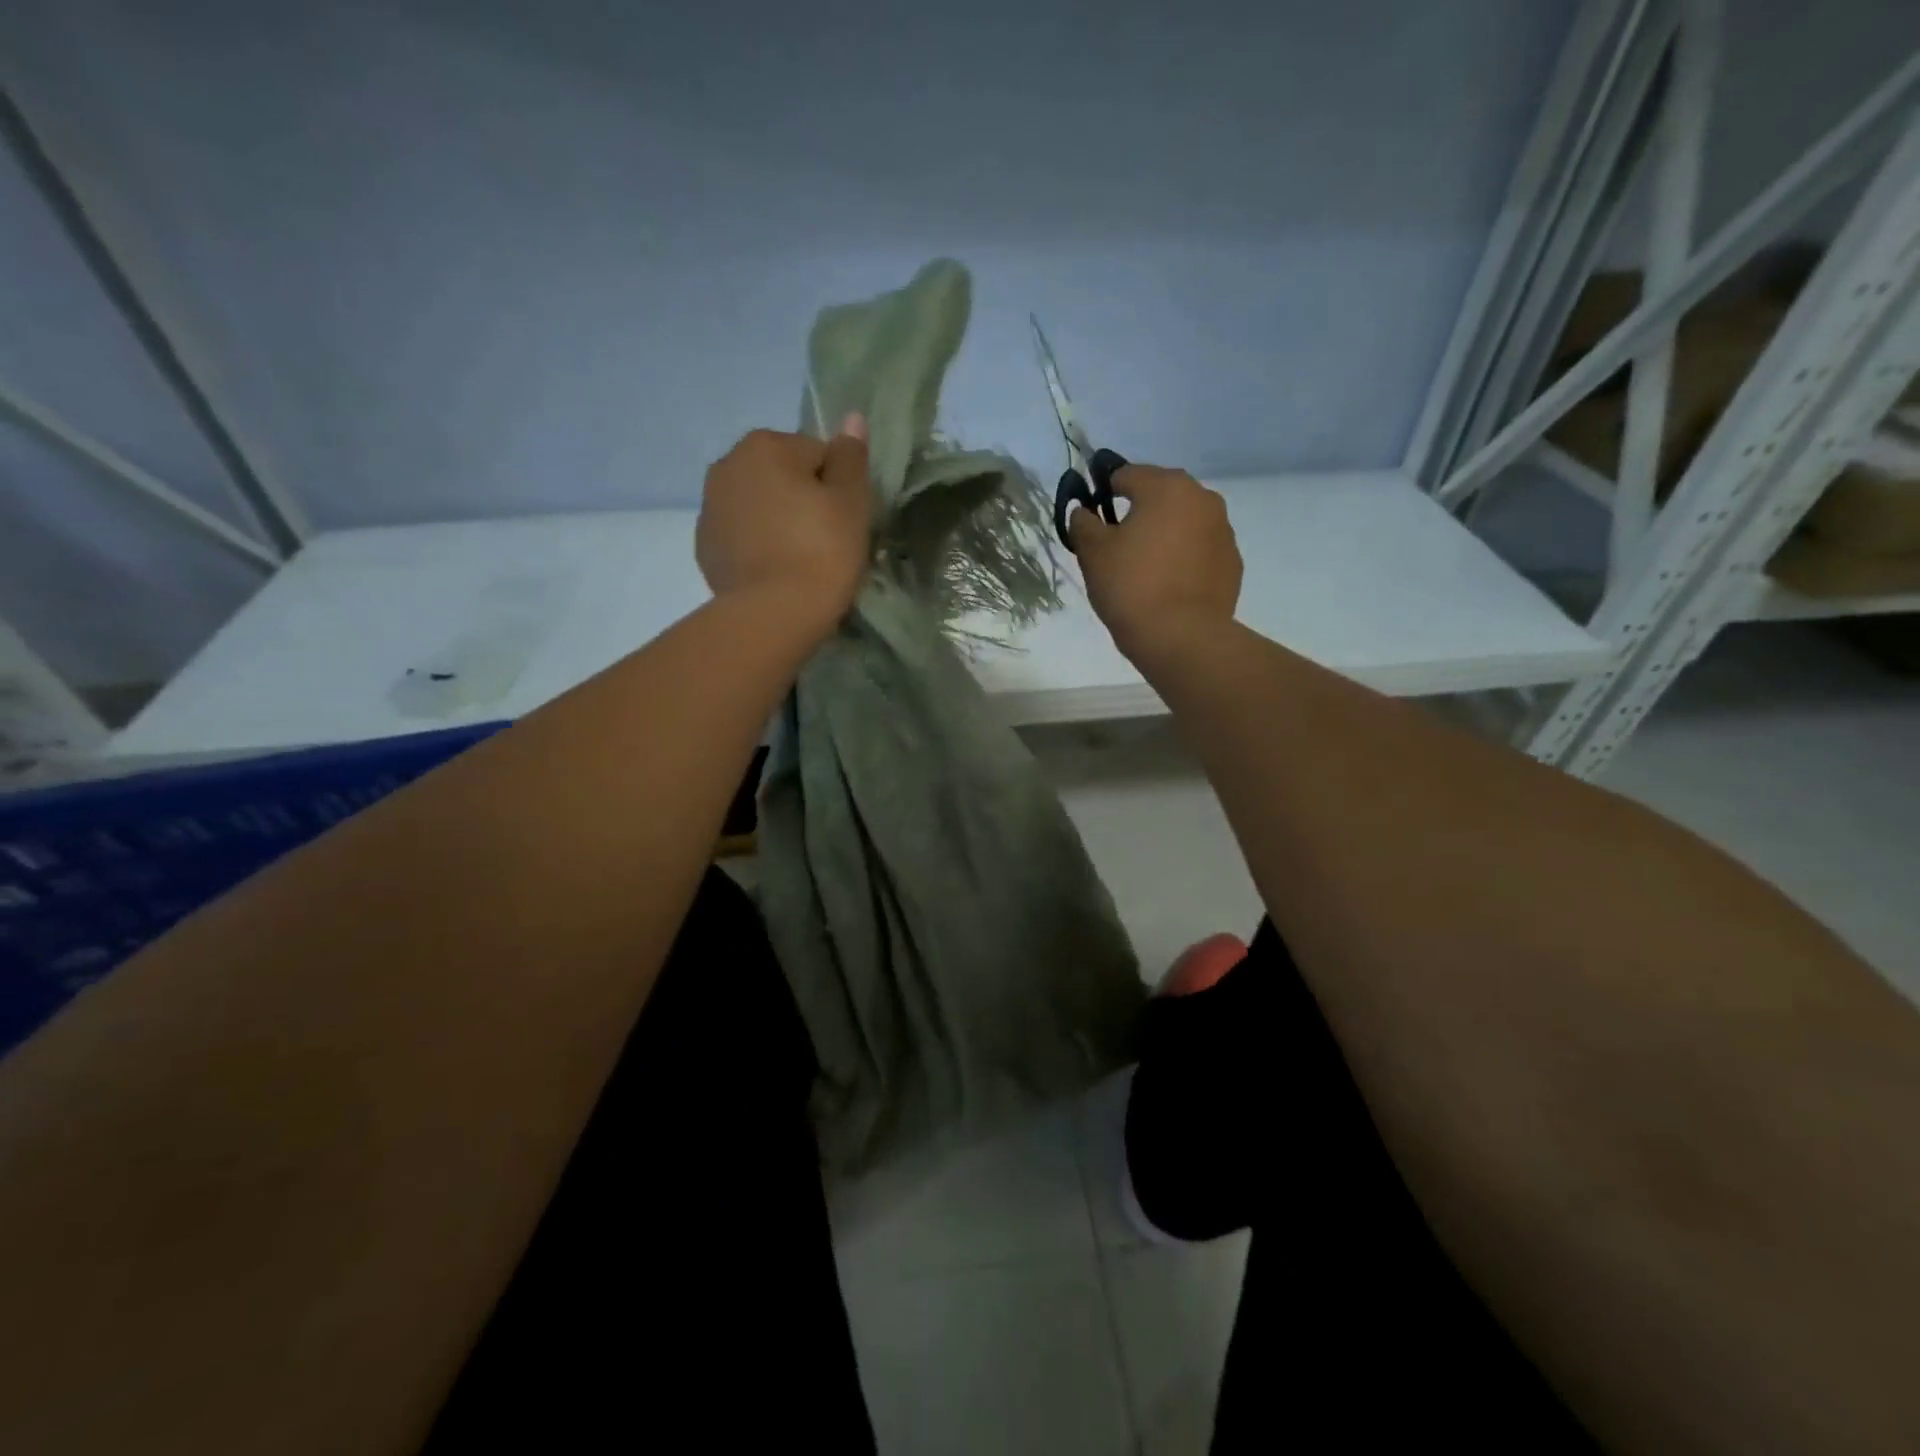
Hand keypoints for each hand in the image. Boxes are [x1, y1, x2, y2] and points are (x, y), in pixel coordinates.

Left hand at [696, 417, 872, 632]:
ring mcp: (709, 507)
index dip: (836, 487)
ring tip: (798, 559)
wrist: (774, 615)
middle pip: (781, 474)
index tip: (843, 520)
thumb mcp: (851, 502)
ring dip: (776, 520)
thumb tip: (851, 417)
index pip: (816, 454)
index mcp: (765, 445)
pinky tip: (773, 571)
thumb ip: (851, 457)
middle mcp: (727, 464)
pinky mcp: (704, 546)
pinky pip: (740, 534)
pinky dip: (756, 545)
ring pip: (757, 504)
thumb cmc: (822, 551)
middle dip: (800, 498)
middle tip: (823, 540)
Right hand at [1069, 463, 1242, 667]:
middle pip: (1160, 496)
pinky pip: (1200, 550)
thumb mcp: (1093, 553)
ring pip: (1183, 523)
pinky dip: (1184, 559)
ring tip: (1145, 569)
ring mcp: (1223, 531)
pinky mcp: (1232, 563)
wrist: (1181, 638)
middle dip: (1138, 513)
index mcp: (1167, 487)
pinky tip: (1168, 586)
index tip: (1092, 519)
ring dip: (1164, 535)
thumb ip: (1083, 523)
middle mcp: (1203, 498)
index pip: (1126, 475)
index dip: (1104, 493)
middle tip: (1117, 546)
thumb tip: (1084, 512)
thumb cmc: (1131, 587)